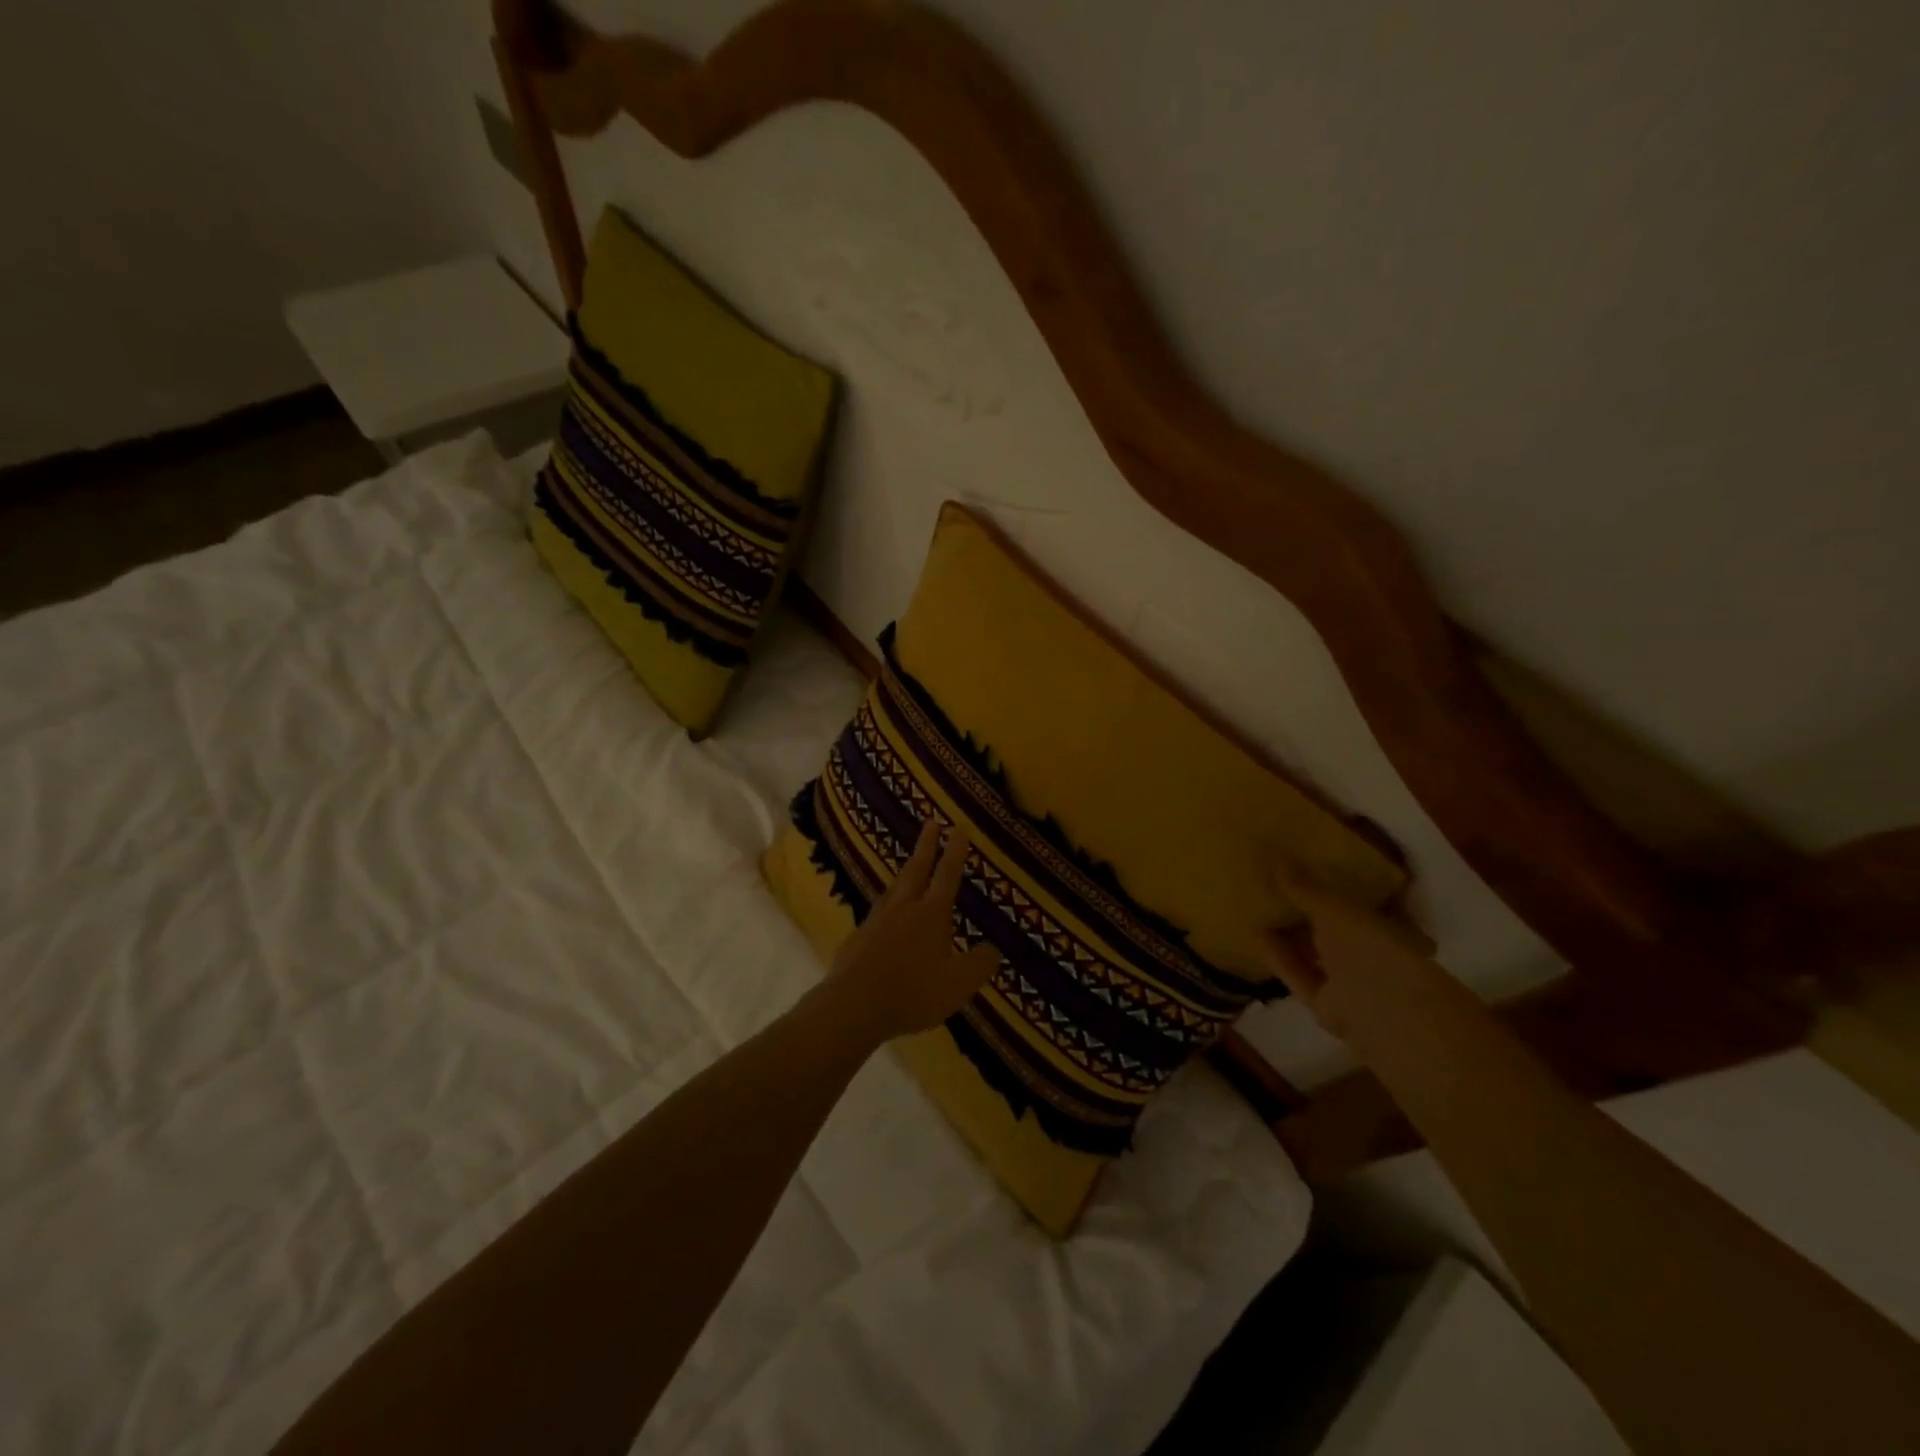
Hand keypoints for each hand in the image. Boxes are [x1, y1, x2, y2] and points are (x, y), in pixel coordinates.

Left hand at [828, 819, 1001, 1041]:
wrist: (854, 1005)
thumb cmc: (914, 991)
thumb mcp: (959, 984)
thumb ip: (980, 964)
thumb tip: (993, 949)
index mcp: (931, 914)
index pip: (947, 875)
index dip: (955, 851)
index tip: (958, 827)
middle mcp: (903, 908)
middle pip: (916, 869)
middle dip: (925, 846)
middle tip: (929, 822)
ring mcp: (876, 921)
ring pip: (893, 888)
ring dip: (904, 872)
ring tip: (909, 865)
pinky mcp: (856, 939)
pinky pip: (877, 914)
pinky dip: (886, 907)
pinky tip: (884, 916)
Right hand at [1261, 867, 1440, 1043]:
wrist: (1384, 1018)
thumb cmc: (1372, 950)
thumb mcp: (1335, 911)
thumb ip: (1305, 888)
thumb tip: (1276, 857)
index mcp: (1387, 926)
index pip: (1359, 901)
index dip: (1331, 883)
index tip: (1303, 865)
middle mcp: (1371, 953)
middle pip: (1333, 929)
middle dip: (1306, 910)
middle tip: (1272, 885)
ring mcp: (1351, 982)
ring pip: (1315, 954)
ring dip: (1290, 935)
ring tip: (1258, 909)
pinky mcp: (1328, 1005)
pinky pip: (1301, 976)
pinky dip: (1282, 959)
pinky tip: (1258, 938)